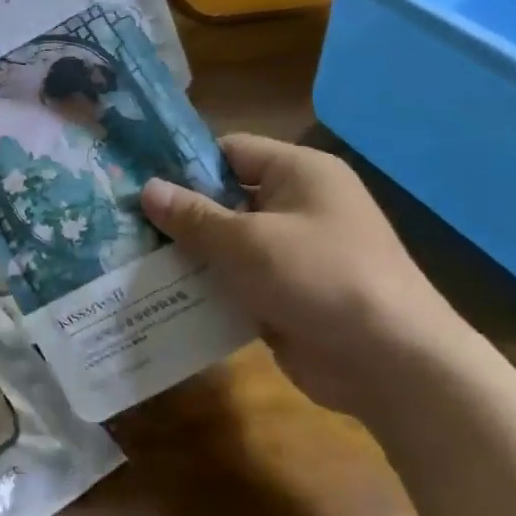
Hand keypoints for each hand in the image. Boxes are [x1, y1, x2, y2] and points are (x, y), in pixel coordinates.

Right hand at [140, 134, 469, 417]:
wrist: (392, 365)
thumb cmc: (319, 278)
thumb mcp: (247, 242)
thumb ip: (193, 216)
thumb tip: (146, 188)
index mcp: (299, 173)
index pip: (229, 151)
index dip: (184, 164)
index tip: (136, 180)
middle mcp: (298, 205)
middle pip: (225, 198)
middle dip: (178, 213)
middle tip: (123, 222)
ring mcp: (293, 252)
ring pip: (226, 243)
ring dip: (187, 253)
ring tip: (130, 257)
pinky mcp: (286, 293)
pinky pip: (236, 279)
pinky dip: (205, 285)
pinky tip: (160, 293)